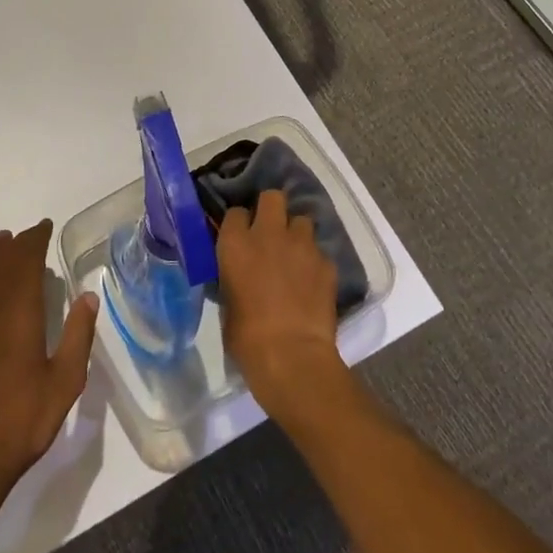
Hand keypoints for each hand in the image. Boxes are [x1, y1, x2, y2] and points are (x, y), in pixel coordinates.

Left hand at [0, 219, 99, 505]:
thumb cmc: (22, 418)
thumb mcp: (65, 380)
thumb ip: (78, 335)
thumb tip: (88, 295)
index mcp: (19, 312)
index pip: (25, 262)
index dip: (35, 240)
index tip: (46, 226)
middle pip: (1, 263)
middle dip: (16, 244)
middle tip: (32, 234)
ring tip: (5, 243)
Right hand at [216, 190, 342, 416]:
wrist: (291, 356)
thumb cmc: (246, 336)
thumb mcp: (226, 300)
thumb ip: (233, 274)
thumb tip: (240, 270)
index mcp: (235, 243)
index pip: (236, 213)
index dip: (240, 224)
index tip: (241, 236)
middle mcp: (268, 234)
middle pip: (272, 197)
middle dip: (272, 209)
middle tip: (271, 231)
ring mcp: (301, 245)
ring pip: (302, 221)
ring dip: (296, 234)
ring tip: (295, 256)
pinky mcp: (326, 263)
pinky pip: (319, 252)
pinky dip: (314, 262)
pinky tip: (312, 281)